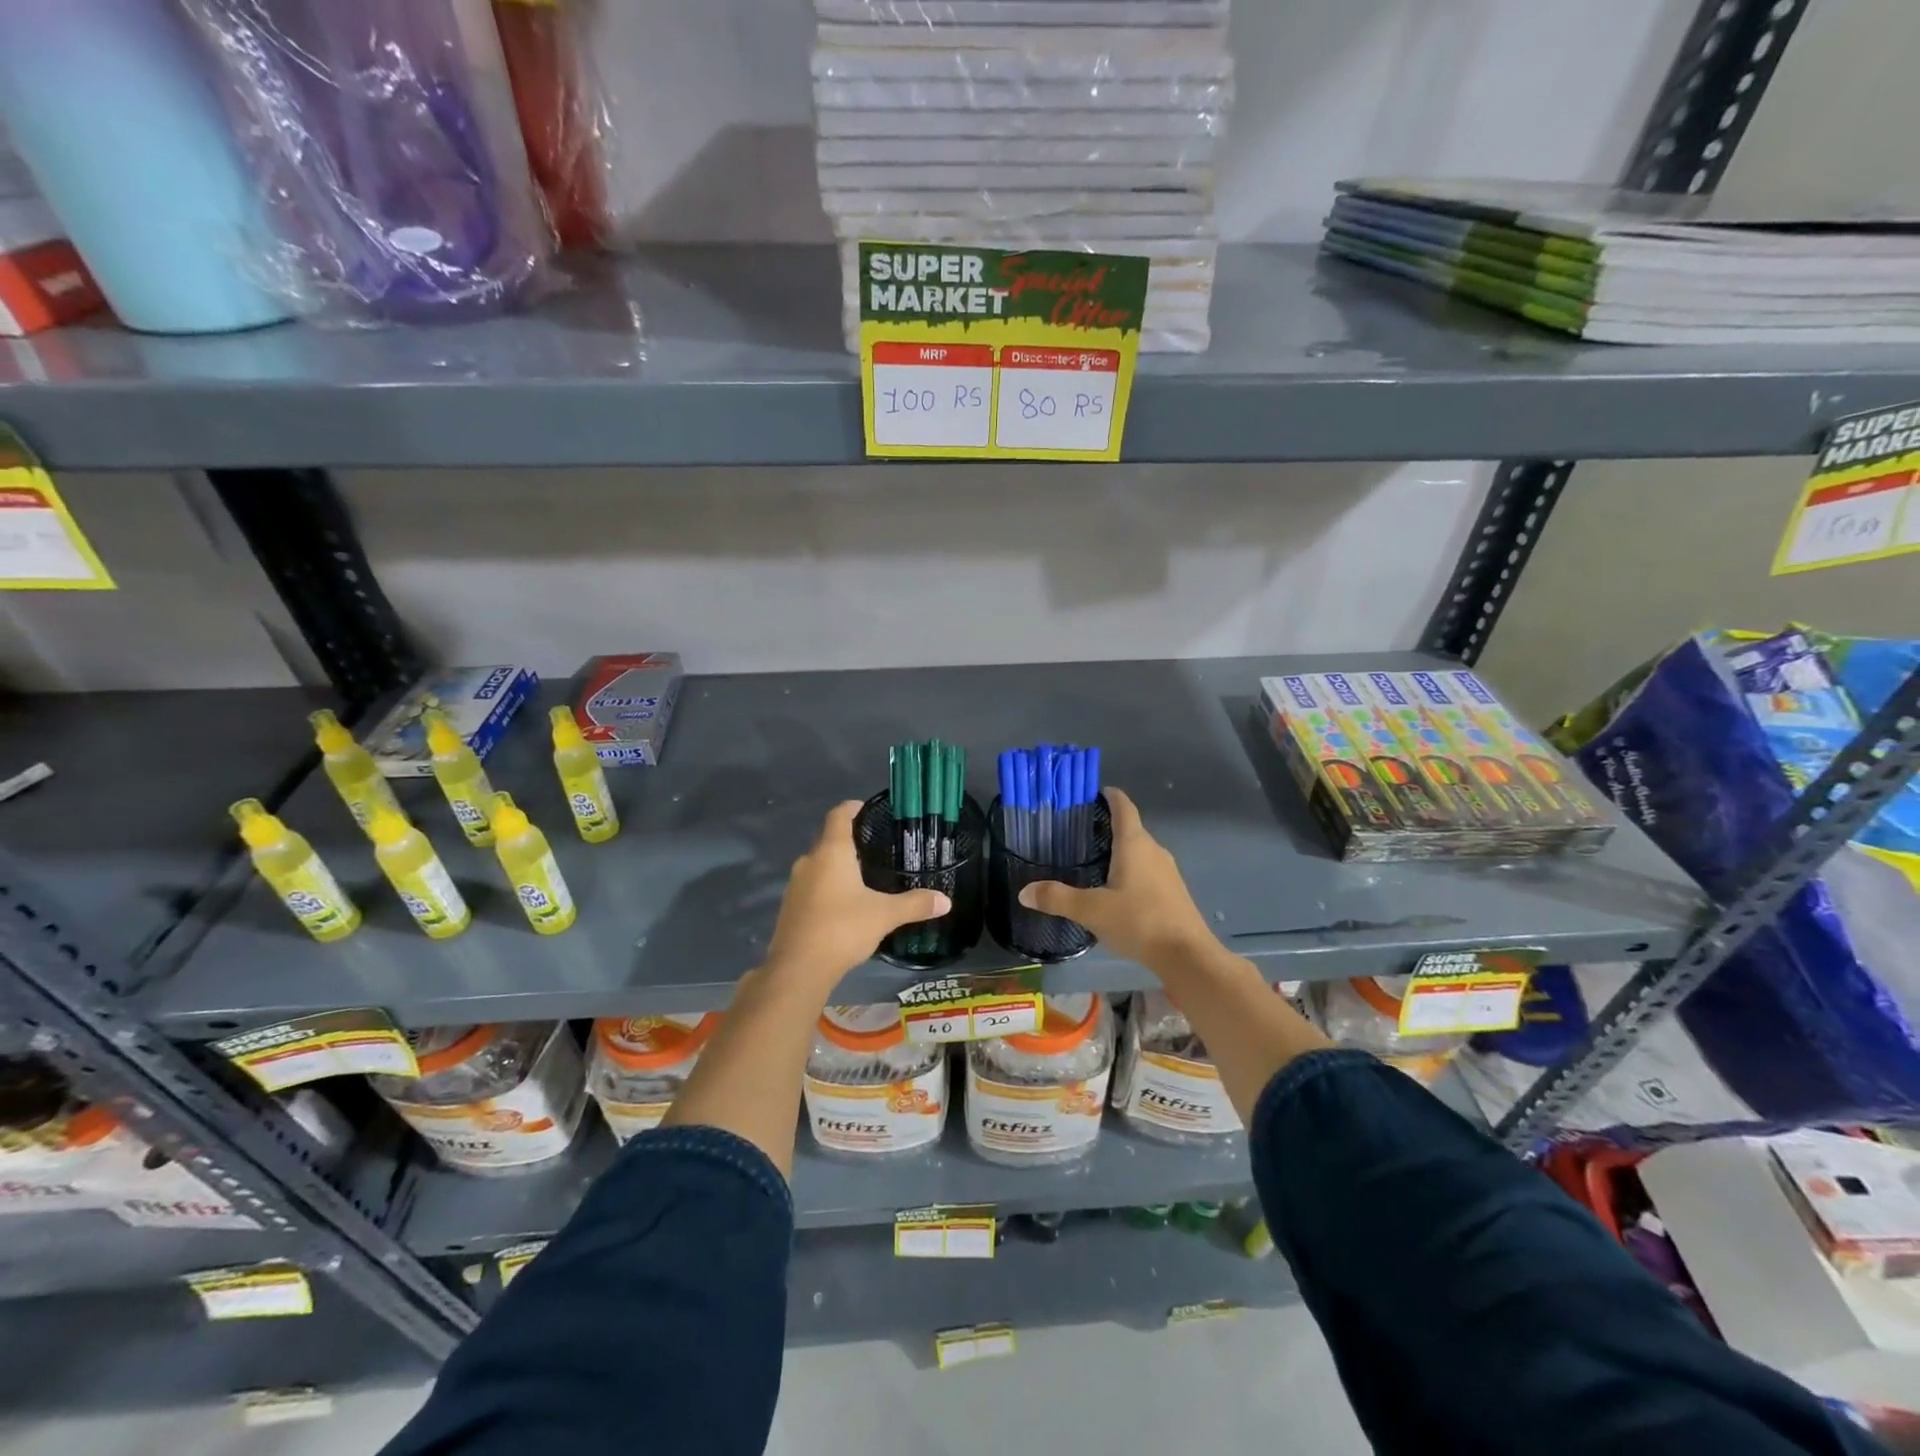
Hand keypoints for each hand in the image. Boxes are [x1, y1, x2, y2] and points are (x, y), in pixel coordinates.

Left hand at [764, 801, 950, 985]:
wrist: (798, 969)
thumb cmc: (842, 929)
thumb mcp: (885, 915)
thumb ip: (915, 904)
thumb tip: (945, 900)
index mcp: (831, 852)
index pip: (838, 815)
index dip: (853, 807)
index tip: (868, 808)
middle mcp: (809, 862)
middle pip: (828, 840)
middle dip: (850, 841)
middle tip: (876, 847)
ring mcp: (795, 885)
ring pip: (819, 866)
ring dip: (837, 867)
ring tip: (864, 876)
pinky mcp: (790, 908)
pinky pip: (811, 887)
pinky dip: (828, 888)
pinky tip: (845, 905)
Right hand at [1018, 787, 1216, 974]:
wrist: (1187, 955)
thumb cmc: (1139, 921)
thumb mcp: (1092, 910)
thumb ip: (1057, 898)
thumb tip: (1024, 892)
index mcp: (1134, 844)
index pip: (1123, 806)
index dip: (1110, 795)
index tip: (1092, 793)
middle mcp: (1154, 850)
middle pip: (1131, 828)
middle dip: (1107, 826)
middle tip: (1078, 832)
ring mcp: (1167, 871)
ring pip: (1140, 851)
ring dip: (1120, 850)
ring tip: (1093, 860)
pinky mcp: (1173, 891)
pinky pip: (1147, 870)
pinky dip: (1130, 870)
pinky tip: (1116, 889)